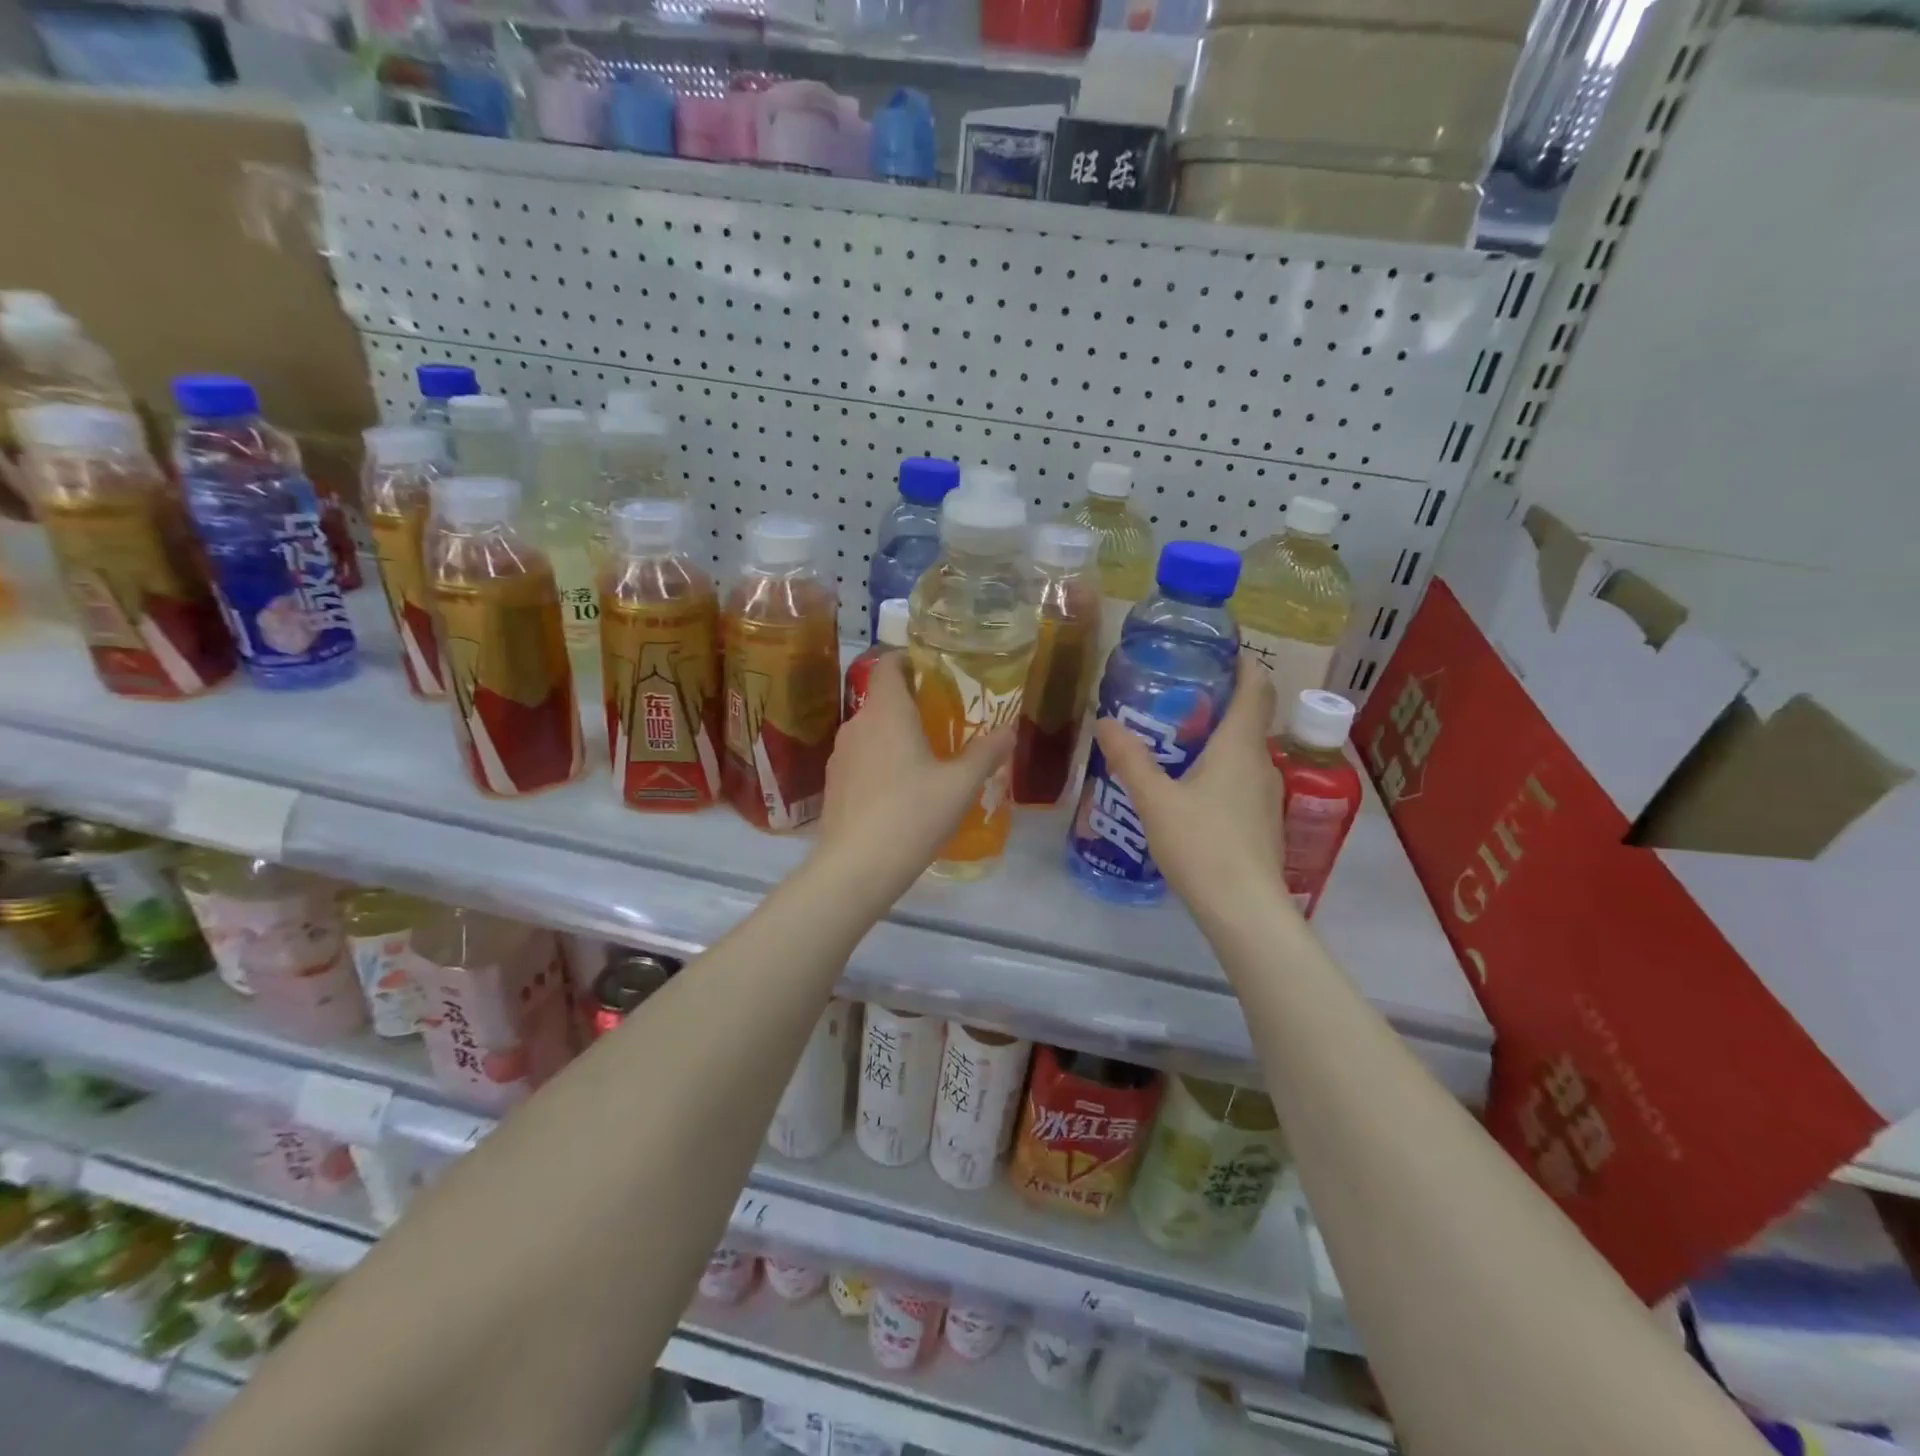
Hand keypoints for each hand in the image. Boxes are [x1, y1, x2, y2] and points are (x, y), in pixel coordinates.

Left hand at [812, 653, 1013, 905]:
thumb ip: (986, 753)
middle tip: (946, 719)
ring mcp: (840, 756)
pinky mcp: (834, 785)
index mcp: (886, 712)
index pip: (888, 665)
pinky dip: (882, 762)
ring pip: (872, 731)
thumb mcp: (960, 785)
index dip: (908, 660)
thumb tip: (1009, 730)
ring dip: (896, 735)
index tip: (935, 670)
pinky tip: (902, 790)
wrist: (855, 869)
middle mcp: (857, 725)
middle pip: (882, 699)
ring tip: (928, 756)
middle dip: (912, 704)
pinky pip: (862, 759)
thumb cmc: (912, 815)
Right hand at [1093, 654, 1289, 925]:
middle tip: (1174, 696)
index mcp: (1240, 746)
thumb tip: (1104, 721)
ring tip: (1174, 741)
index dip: (1242, 663)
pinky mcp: (1262, 821)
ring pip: (1244, 752)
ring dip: (1216, 739)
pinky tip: (1187, 788)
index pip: (1254, 687)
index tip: (1217, 650)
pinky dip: (1219, 769)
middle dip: (1217, 701)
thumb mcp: (1155, 800)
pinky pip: (1242, 779)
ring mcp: (1267, 795)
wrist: (1244, 910)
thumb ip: (1130, 759)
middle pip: (1248, 717)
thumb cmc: (1202, 845)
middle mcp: (1262, 762)